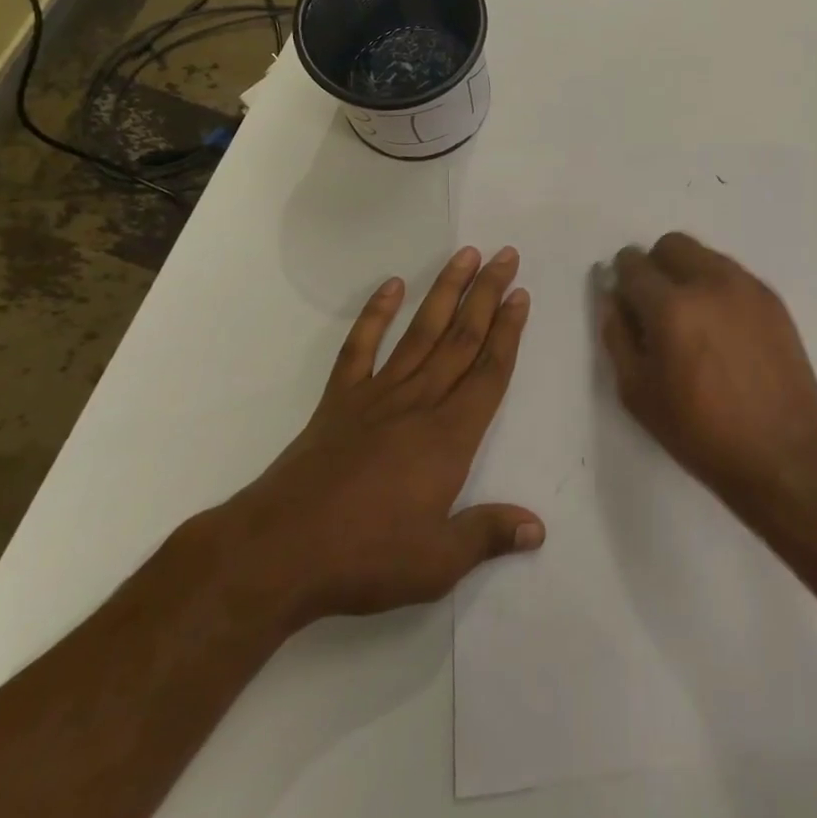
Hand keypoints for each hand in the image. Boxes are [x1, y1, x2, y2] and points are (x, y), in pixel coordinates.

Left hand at [218, 246, 542, 626]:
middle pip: (462, 337)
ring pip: (421, 331)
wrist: (278, 552)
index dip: (509, 331)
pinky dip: (376, 314)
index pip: (489, 370)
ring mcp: (377, 394)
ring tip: (466, 255)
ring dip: (446, 290)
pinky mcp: (340, 399)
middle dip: (488, 294)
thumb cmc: (365, 557)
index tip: (521, 294)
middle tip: (506, 255)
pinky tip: (392, 286)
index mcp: (449, 435)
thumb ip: (488, 536)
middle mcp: (420, 401)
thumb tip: (538, 528)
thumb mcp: (436, 562)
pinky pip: (360, 346)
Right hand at [599, 233, 816, 507]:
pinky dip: (717, 289)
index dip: (622, 277)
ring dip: (687, 274)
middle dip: (655, 267)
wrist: (784, 453)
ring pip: (704, 255)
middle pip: (670, 245)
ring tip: (693, 321)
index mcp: (671, 308)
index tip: (625, 299)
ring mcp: (746, 286)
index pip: (633, 265)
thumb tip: (612, 297)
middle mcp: (709, 283)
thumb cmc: (702, 433)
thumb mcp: (639, 395)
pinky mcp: (771, 298)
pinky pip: (732, 275)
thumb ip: (617, 336)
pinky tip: (722, 330)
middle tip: (656, 307)